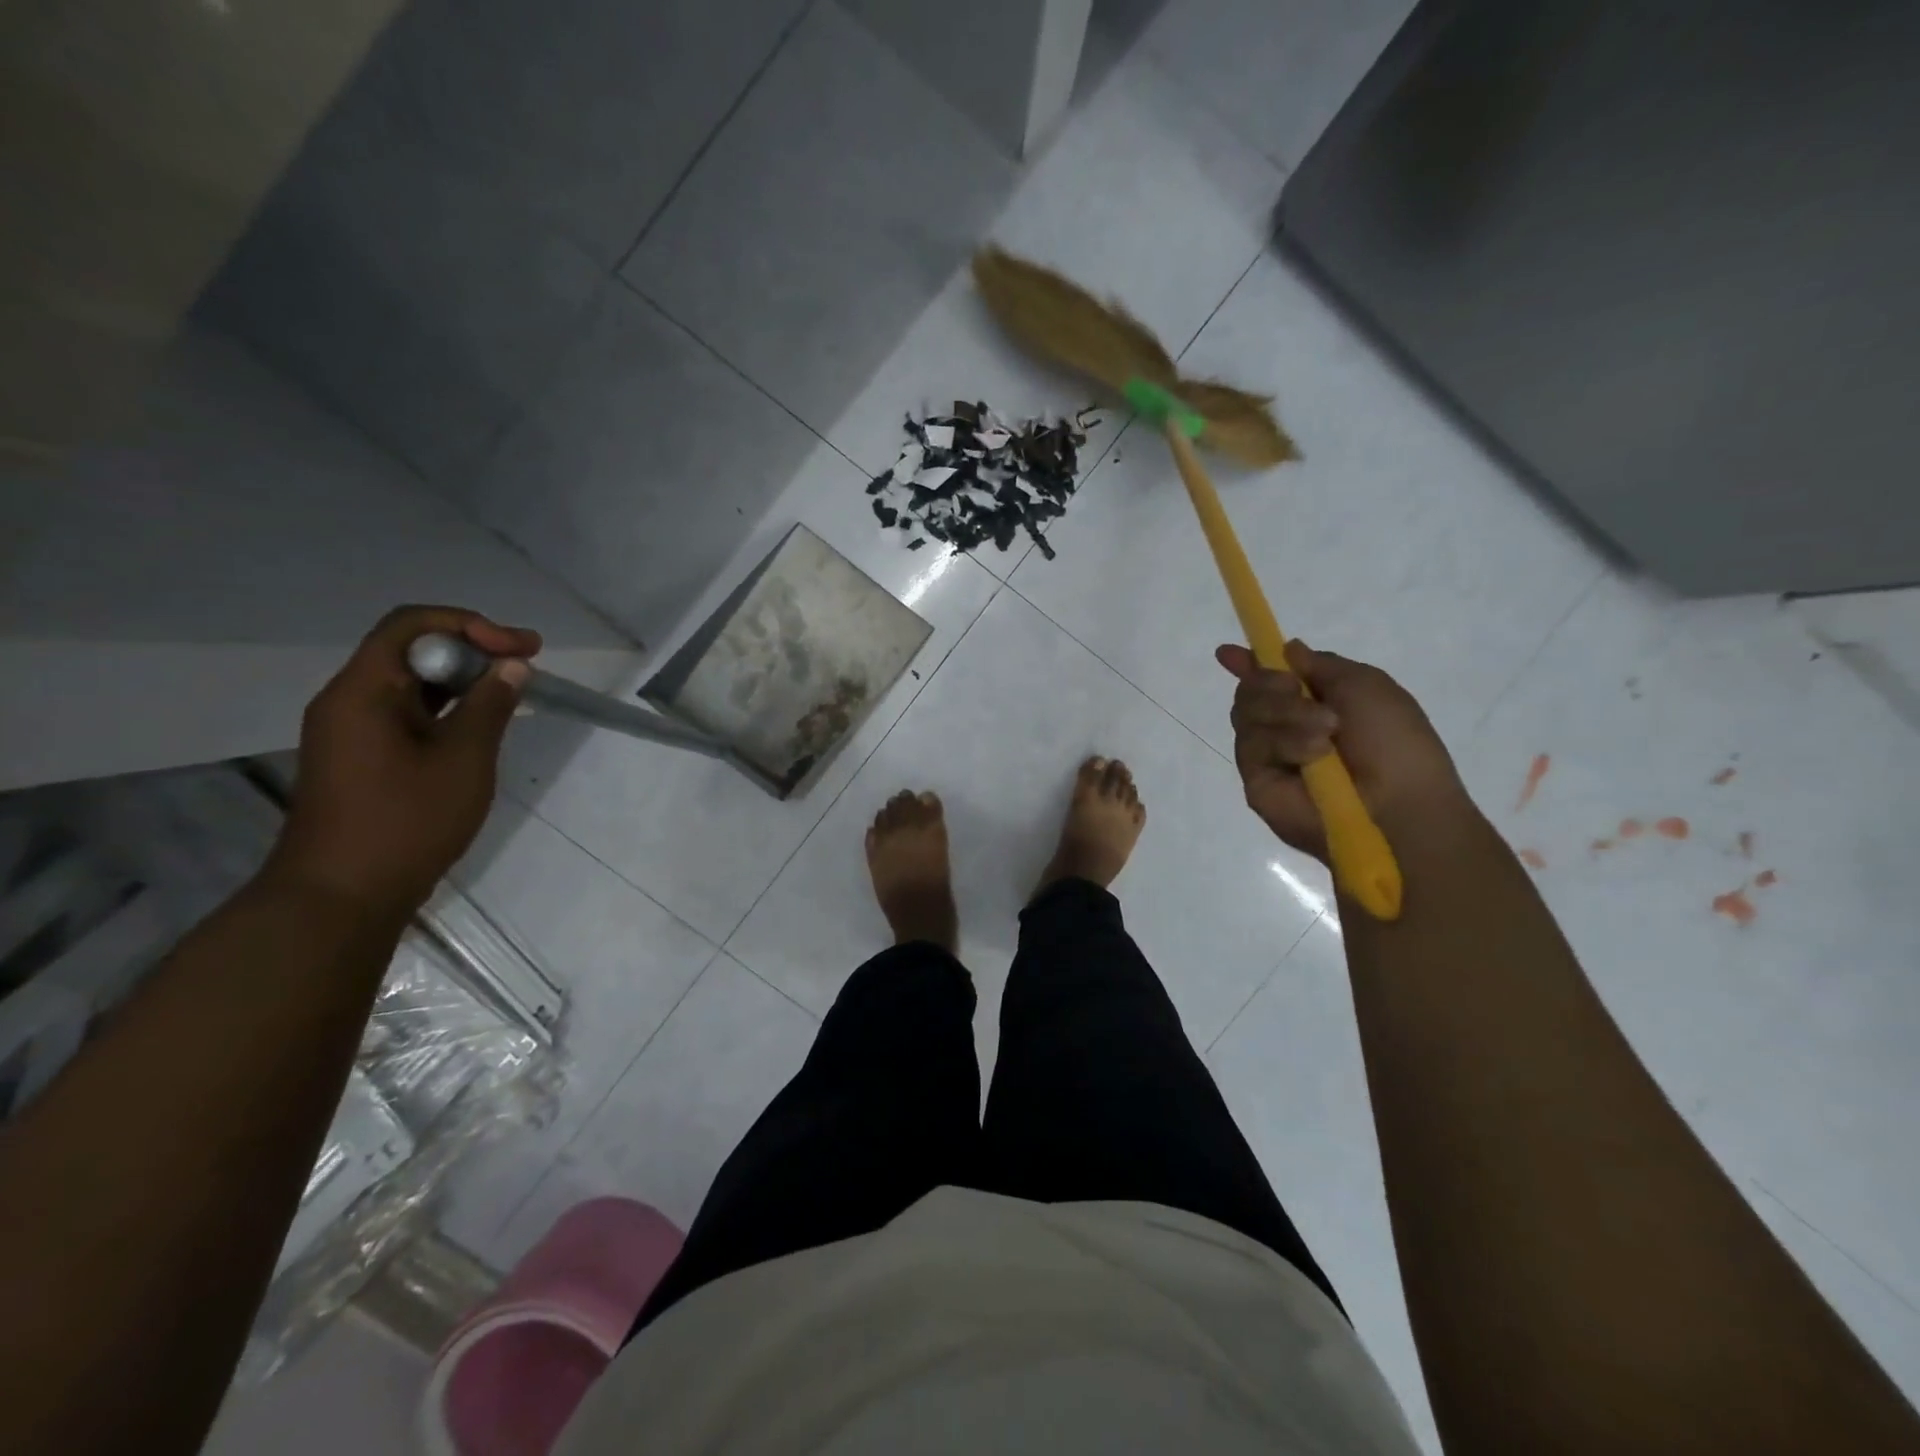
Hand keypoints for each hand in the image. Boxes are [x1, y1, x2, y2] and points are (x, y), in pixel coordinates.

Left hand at [263, 606, 540, 921]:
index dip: (470, 625)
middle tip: (527, 664)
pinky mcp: (364, 757)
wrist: (342, 896)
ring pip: (412, 684)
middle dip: (473, 650)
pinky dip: (448, 708)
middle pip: (411, 650)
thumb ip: (490, 706)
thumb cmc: (406, 822)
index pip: (411, 626)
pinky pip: (408, 713)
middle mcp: (350, 701)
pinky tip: (482, 725)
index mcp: (363, 691)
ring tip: (514, 692)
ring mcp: (354, 731)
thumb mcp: (463, 760)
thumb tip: (512, 666)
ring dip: (463, 680)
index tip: (521, 649)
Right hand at [1217, 640, 1470, 861]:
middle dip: (1270, 685)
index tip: (1227, 654)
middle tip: (1295, 691)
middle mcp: (1285, 729)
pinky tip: (1313, 754)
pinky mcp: (1256, 782)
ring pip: (1245, 715)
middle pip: (1249, 692)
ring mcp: (1268, 757)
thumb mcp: (1366, 685)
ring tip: (1326, 731)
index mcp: (1314, 704)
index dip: (1247, 665)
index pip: (1269, 681)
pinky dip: (1283, 742)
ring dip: (1286, 714)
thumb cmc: (1394, 742)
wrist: (1398, 804)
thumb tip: (1286, 650)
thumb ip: (1320, 665)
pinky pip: (1251, 746)